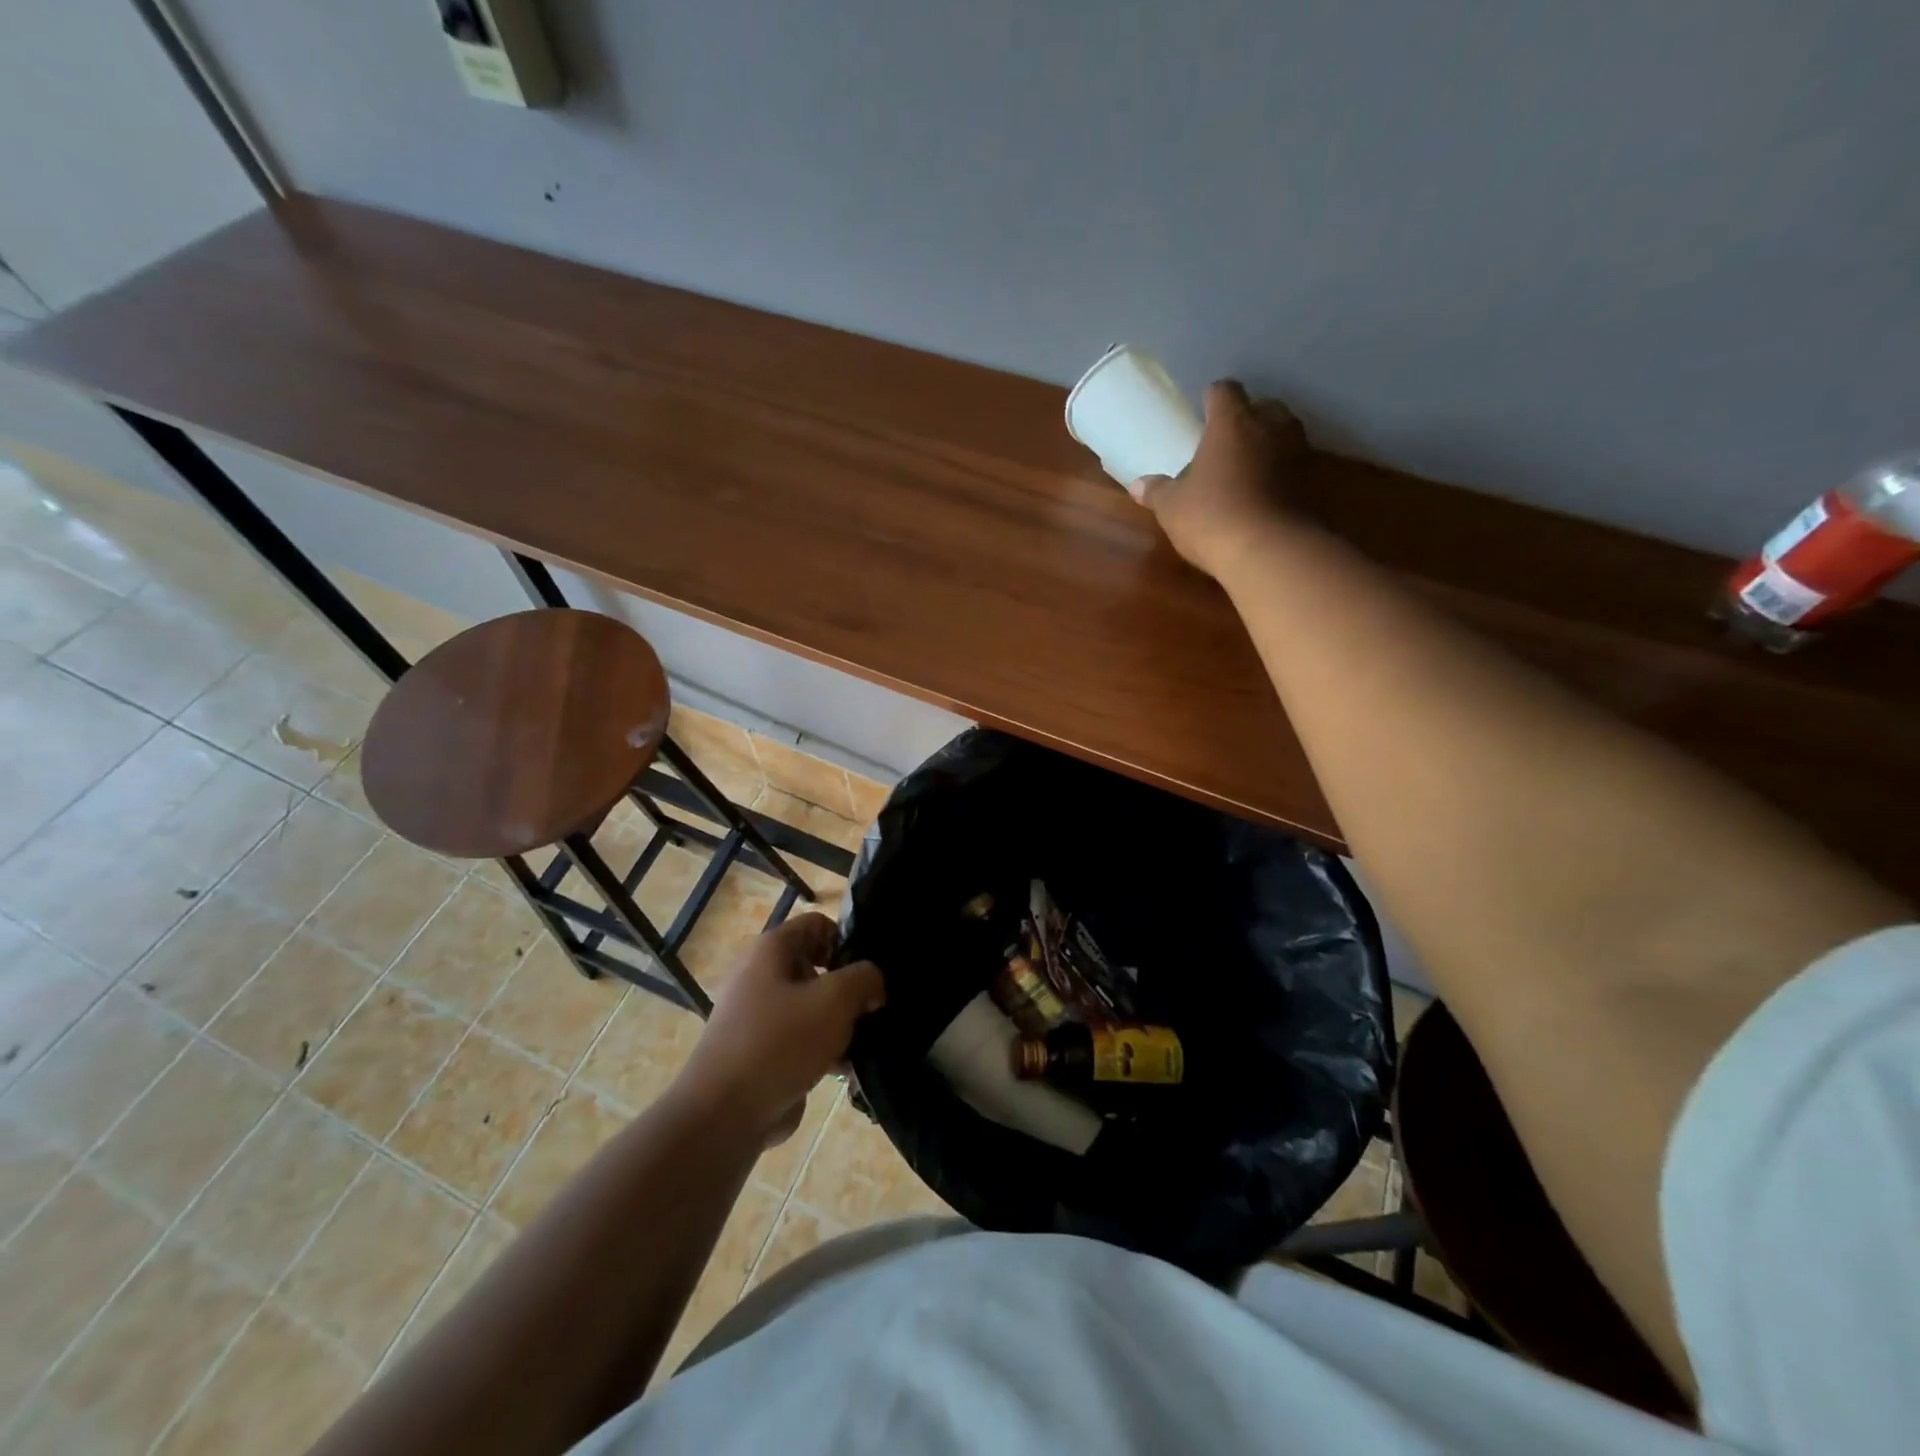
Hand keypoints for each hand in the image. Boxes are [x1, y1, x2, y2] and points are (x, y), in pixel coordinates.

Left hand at [680, 914, 885, 1146]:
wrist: (726, 1114)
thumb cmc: (781, 1041)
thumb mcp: (835, 999)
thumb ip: (865, 979)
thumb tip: (873, 983)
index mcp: (771, 950)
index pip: (818, 924)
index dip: (847, 941)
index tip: (868, 973)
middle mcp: (761, 975)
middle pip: (818, 966)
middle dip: (848, 987)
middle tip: (873, 1008)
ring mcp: (759, 1016)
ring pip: (813, 1006)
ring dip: (840, 1023)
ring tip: (865, 1042)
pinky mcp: (762, 1052)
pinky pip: (802, 1039)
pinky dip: (824, 1050)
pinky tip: (848, 1069)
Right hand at [1137, 380, 1310, 580]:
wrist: (1269, 550)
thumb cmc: (1211, 516)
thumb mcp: (1172, 508)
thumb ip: (1157, 492)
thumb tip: (1138, 485)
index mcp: (1231, 423)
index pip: (1224, 391)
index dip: (1213, 398)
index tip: (1203, 411)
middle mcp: (1269, 427)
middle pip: (1264, 406)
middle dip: (1248, 417)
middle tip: (1228, 439)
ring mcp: (1297, 453)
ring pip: (1285, 433)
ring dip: (1269, 443)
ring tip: (1248, 464)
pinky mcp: (1312, 483)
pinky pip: (1295, 466)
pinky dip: (1282, 473)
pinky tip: (1265, 492)